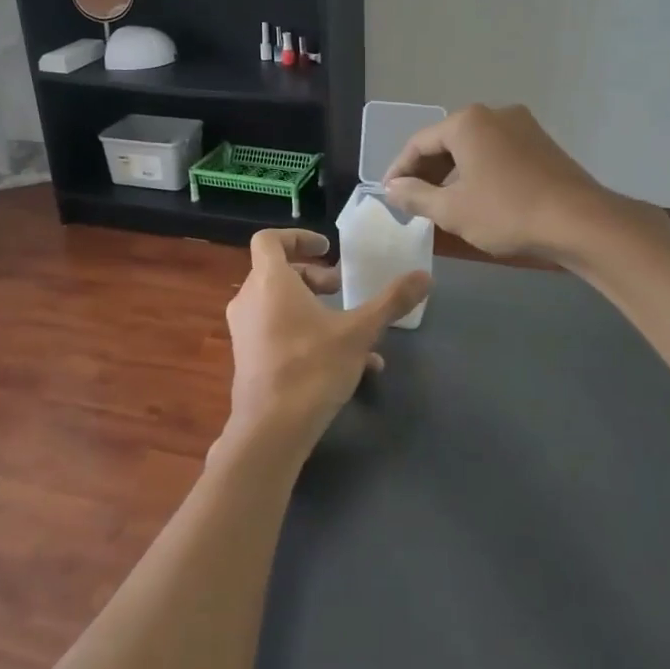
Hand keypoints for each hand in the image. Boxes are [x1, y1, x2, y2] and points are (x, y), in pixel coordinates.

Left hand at [223, 229, 429, 457]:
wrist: (271, 430)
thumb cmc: (312, 367)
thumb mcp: (359, 332)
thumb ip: (391, 301)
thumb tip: (425, 275)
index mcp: (270, 282)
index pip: (269, 240)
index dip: (298, 238)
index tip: (327, 248)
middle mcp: (249, 300)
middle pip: (277, 273)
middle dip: (313, 277)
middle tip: (340, 288)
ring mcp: (244, 331)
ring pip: (279, 305)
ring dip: (313, 308)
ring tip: (349, 327)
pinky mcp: (247, 358)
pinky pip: (276, 331)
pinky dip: (304, 333)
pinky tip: (345, 363)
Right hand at [383, 103, 617, 260]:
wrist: (580, 222)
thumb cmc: (507, 212)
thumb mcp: (452, 210)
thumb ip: (415, 196)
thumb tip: (392, 188)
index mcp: (467, 122)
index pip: (419, 142)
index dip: (399, 169)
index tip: (389, 194)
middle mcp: (495, 114)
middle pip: (447, 141)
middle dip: (427, 171)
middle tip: (411, 200)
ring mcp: (523, 126)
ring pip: (474, 147)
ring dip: (453, 173)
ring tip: (441, 202)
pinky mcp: (542, 144)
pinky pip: (497, 153)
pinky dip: (479, 172)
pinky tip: (477, 197)